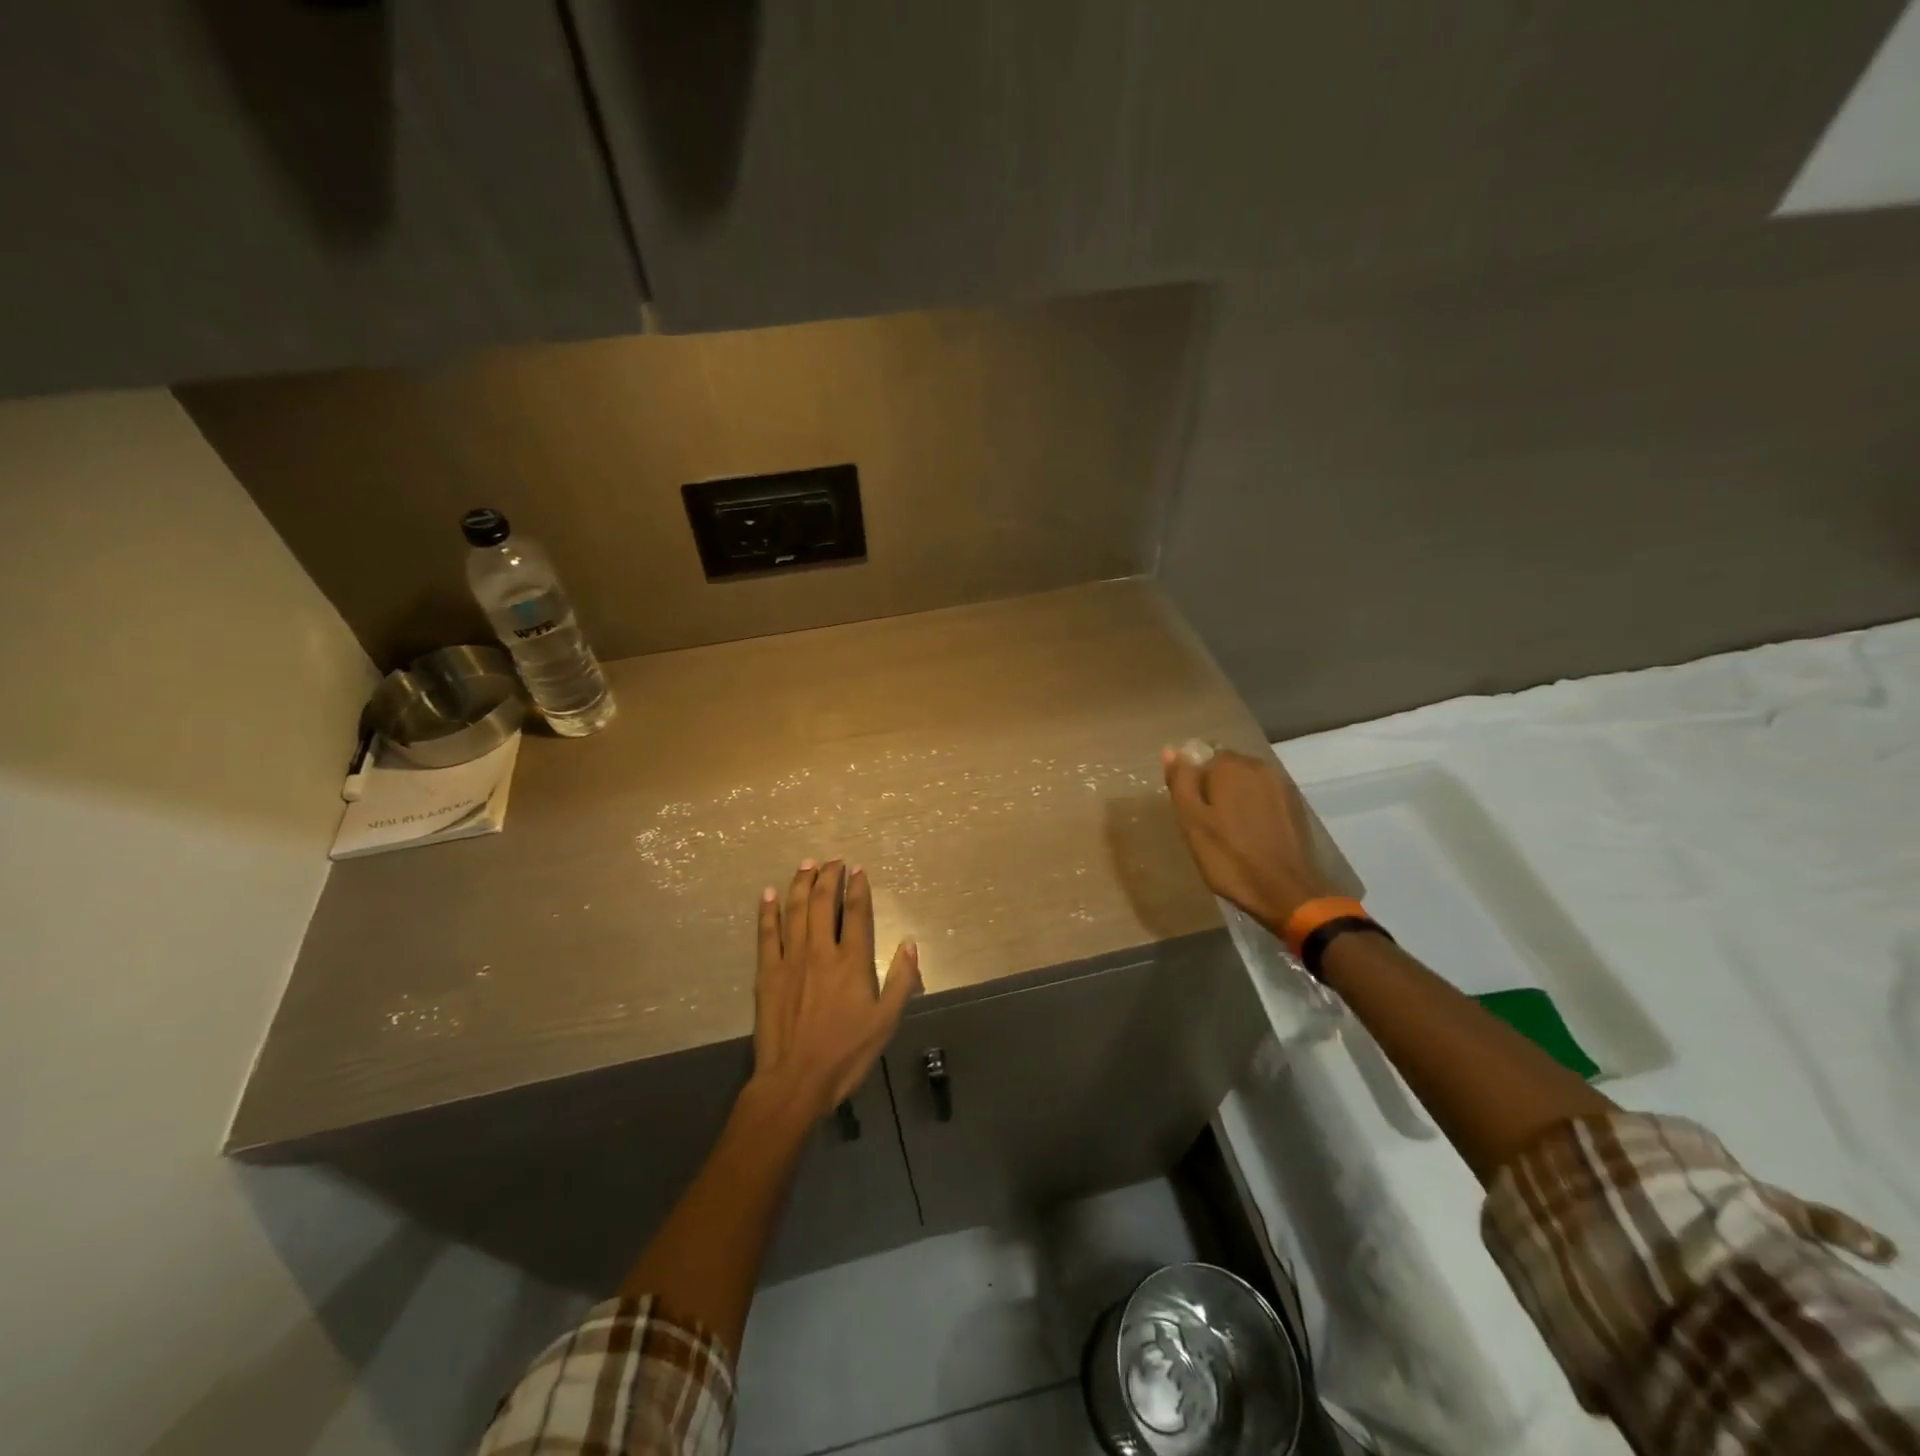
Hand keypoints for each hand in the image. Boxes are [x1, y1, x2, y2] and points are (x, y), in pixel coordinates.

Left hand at [752, 859, 919, 1120]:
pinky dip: (767, 911)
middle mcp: (821, 951)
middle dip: (829, 876)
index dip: (858, 888)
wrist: (795, 1080)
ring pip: (796, 910)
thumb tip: (910, 942)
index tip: (859, 870)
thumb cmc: (846, 1053)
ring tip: (806, 864)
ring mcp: (791, 959)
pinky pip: (767, 933)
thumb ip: (902, 980)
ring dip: (801, 883)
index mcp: (852, 962)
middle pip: (824, 902)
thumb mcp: (886, 1021)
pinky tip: (768, 893)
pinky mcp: (767, 972)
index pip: (857, 913)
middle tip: (833, 860)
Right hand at [1161, 746, 1335, 934]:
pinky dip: (1253, 808)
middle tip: (1205, 823)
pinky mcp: (1294, 805)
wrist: (1286, 892)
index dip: (1191, 782)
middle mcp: (1259, 767)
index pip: (1201, 756)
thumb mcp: (1193, 822)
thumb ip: (1181, 782)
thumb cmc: (1230, 858)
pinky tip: (1249, 834)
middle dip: (1213, 787)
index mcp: (1230, 766)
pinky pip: (1263, 796)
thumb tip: (1170, 749)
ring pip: (1246, 782)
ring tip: (1227, 831)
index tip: (1189, 810)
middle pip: (1225, 767)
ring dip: (1234, 797)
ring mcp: (1281, 785)